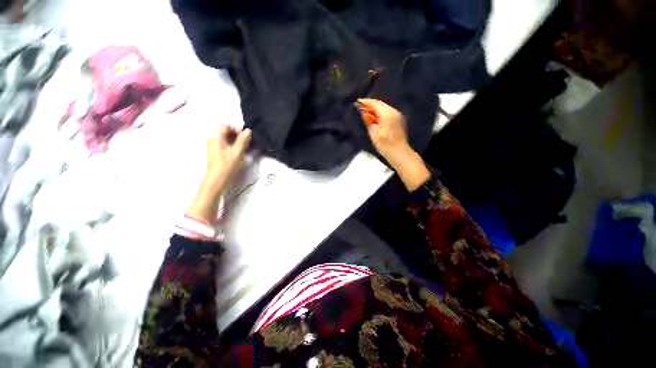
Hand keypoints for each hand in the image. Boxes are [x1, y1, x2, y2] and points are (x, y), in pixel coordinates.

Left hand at [205, 126, 251, 189]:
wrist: (215, 182)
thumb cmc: (226, 167)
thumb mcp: (236, 153)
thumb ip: (242, 141)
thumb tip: (248, 130)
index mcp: (215, 137)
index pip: (226, 126)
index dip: (237, 129)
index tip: (247, 135)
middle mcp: (213, 140)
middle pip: (226, 132)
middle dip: (237, 135)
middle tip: (247, 141)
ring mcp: (214, 147)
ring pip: (226, 139)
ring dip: (236, 141)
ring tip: (245, 147)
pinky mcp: (216, 153)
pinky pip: (225, 145)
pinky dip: (233, 146)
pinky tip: (239, 152)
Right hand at [356, 98, 408, 162]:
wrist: (399, 153)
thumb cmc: (385, 144)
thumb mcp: (373, 132)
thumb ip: (368, 121)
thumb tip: (363, 112)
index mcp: (387, 113)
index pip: (375, 103)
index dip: (365, 102)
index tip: (357, 102)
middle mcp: (394, 111)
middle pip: (380, 104)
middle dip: (370, 105)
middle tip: (360, 106)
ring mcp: (398, 116)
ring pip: (384, 108)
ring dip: (375, 109)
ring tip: (366, 112)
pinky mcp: (399, 121)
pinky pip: (388, 113)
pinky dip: (381, 113)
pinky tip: (375, 118)